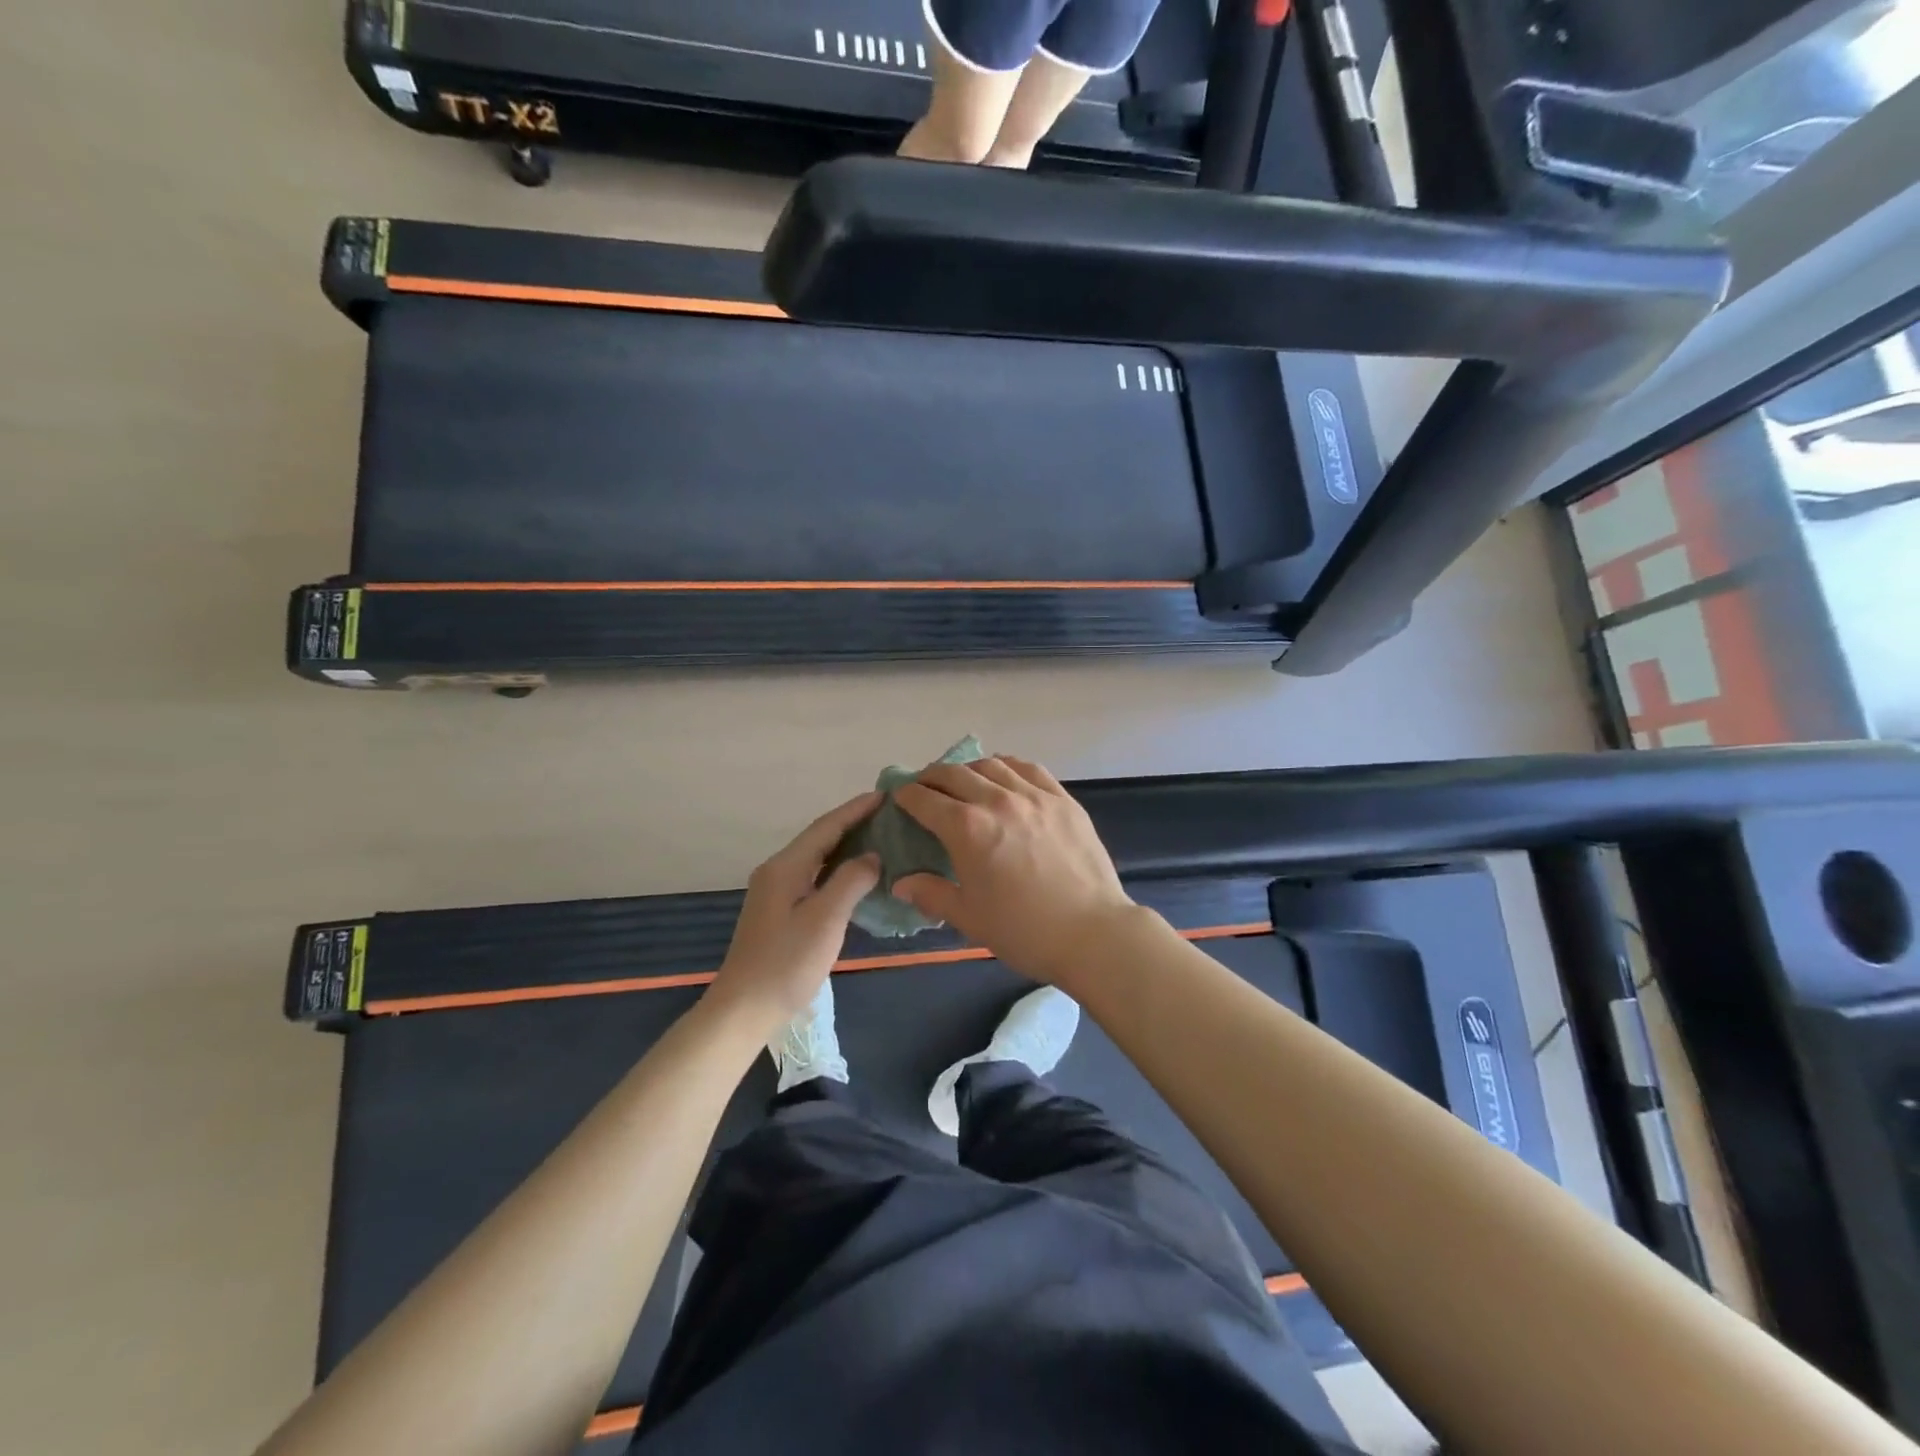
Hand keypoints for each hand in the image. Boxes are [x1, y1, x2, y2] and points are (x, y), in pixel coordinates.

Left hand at [707, 792, 881, 1029]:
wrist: (744, 1009)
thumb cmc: (787, 963)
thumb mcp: (825, 919)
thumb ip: (850, 881)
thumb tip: (872, 856)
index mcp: (785, 867)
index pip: (826, 827)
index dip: (856, 810)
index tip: (887, 795)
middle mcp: (777, 871)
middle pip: (819, 837)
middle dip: (852, 822)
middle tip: (889, 814)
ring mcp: (776, 891)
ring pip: (816, 857)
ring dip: (846, 844)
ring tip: (879, 837)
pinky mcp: (779, 910)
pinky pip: (814, 876)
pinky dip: (837, 868)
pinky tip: (856, 875)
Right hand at [893, 756, 1134, 984]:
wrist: (1092, 933)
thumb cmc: (1023, 930)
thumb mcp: (968, 917)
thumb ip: (931, 894)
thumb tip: (901, 883)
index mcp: (967, 829)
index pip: (925, 800)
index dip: (907, 796)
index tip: (900, 798)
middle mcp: (997, 801)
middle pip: (955, 774)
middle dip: (932, 777)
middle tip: (924, 787)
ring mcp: (1034, 796)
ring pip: (992, 765)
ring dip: (968, 768)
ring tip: (963, 780)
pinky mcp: (1063, 799)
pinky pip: (1029, 769)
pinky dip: (1008, 766)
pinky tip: (1004, 774)